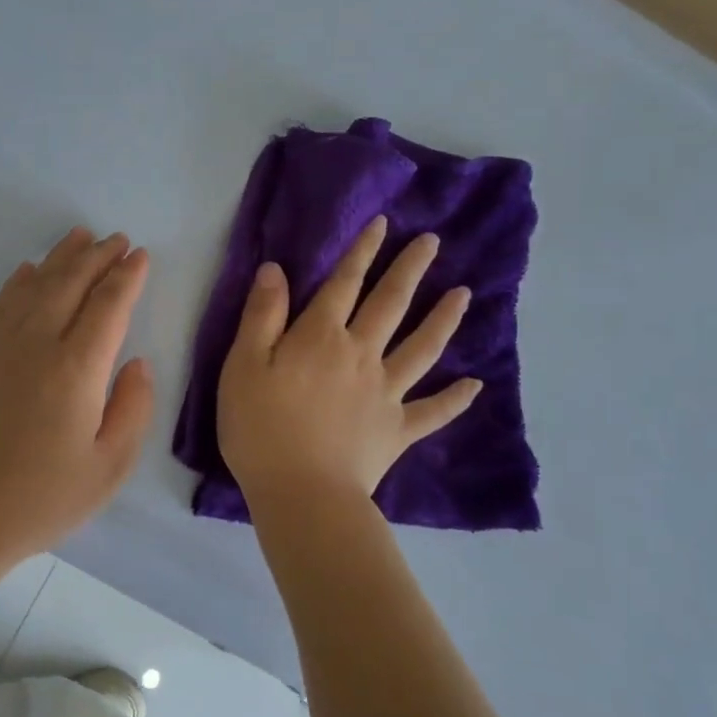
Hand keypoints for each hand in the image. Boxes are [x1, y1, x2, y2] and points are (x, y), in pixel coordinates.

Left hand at [0, 227, 154, 565]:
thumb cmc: (42, 499)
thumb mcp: (108, 467)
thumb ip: (133, 409)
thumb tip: (137, 363)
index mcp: (77, 369)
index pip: (108, 306)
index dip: (126, 277)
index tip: (140, 256)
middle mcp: (38, 344)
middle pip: (71, 283)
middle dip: (98, 257)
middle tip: (117, 240)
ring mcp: (1, 346)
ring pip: (36, 285)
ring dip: (61, 257)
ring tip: (81, 236)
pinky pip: (2, 304)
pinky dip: (20, 281)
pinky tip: (29, 270)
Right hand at [217, 215, 480, 505]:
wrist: (301, 493)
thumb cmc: (260, 427)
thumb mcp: (242, 365)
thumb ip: (262, 316)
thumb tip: (276, 269)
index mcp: (320, 337)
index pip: (344, 283)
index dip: (362, 251)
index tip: (383, 223)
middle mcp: (360, 355)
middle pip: (390, 305)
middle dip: (410, 270)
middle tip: (432, 242)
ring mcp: (385, 393)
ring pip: (421, 348)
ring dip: (443, 319)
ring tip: (464, 295)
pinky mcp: (397, 430)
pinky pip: (433, 411)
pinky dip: (455, 398)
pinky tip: (475, 385)